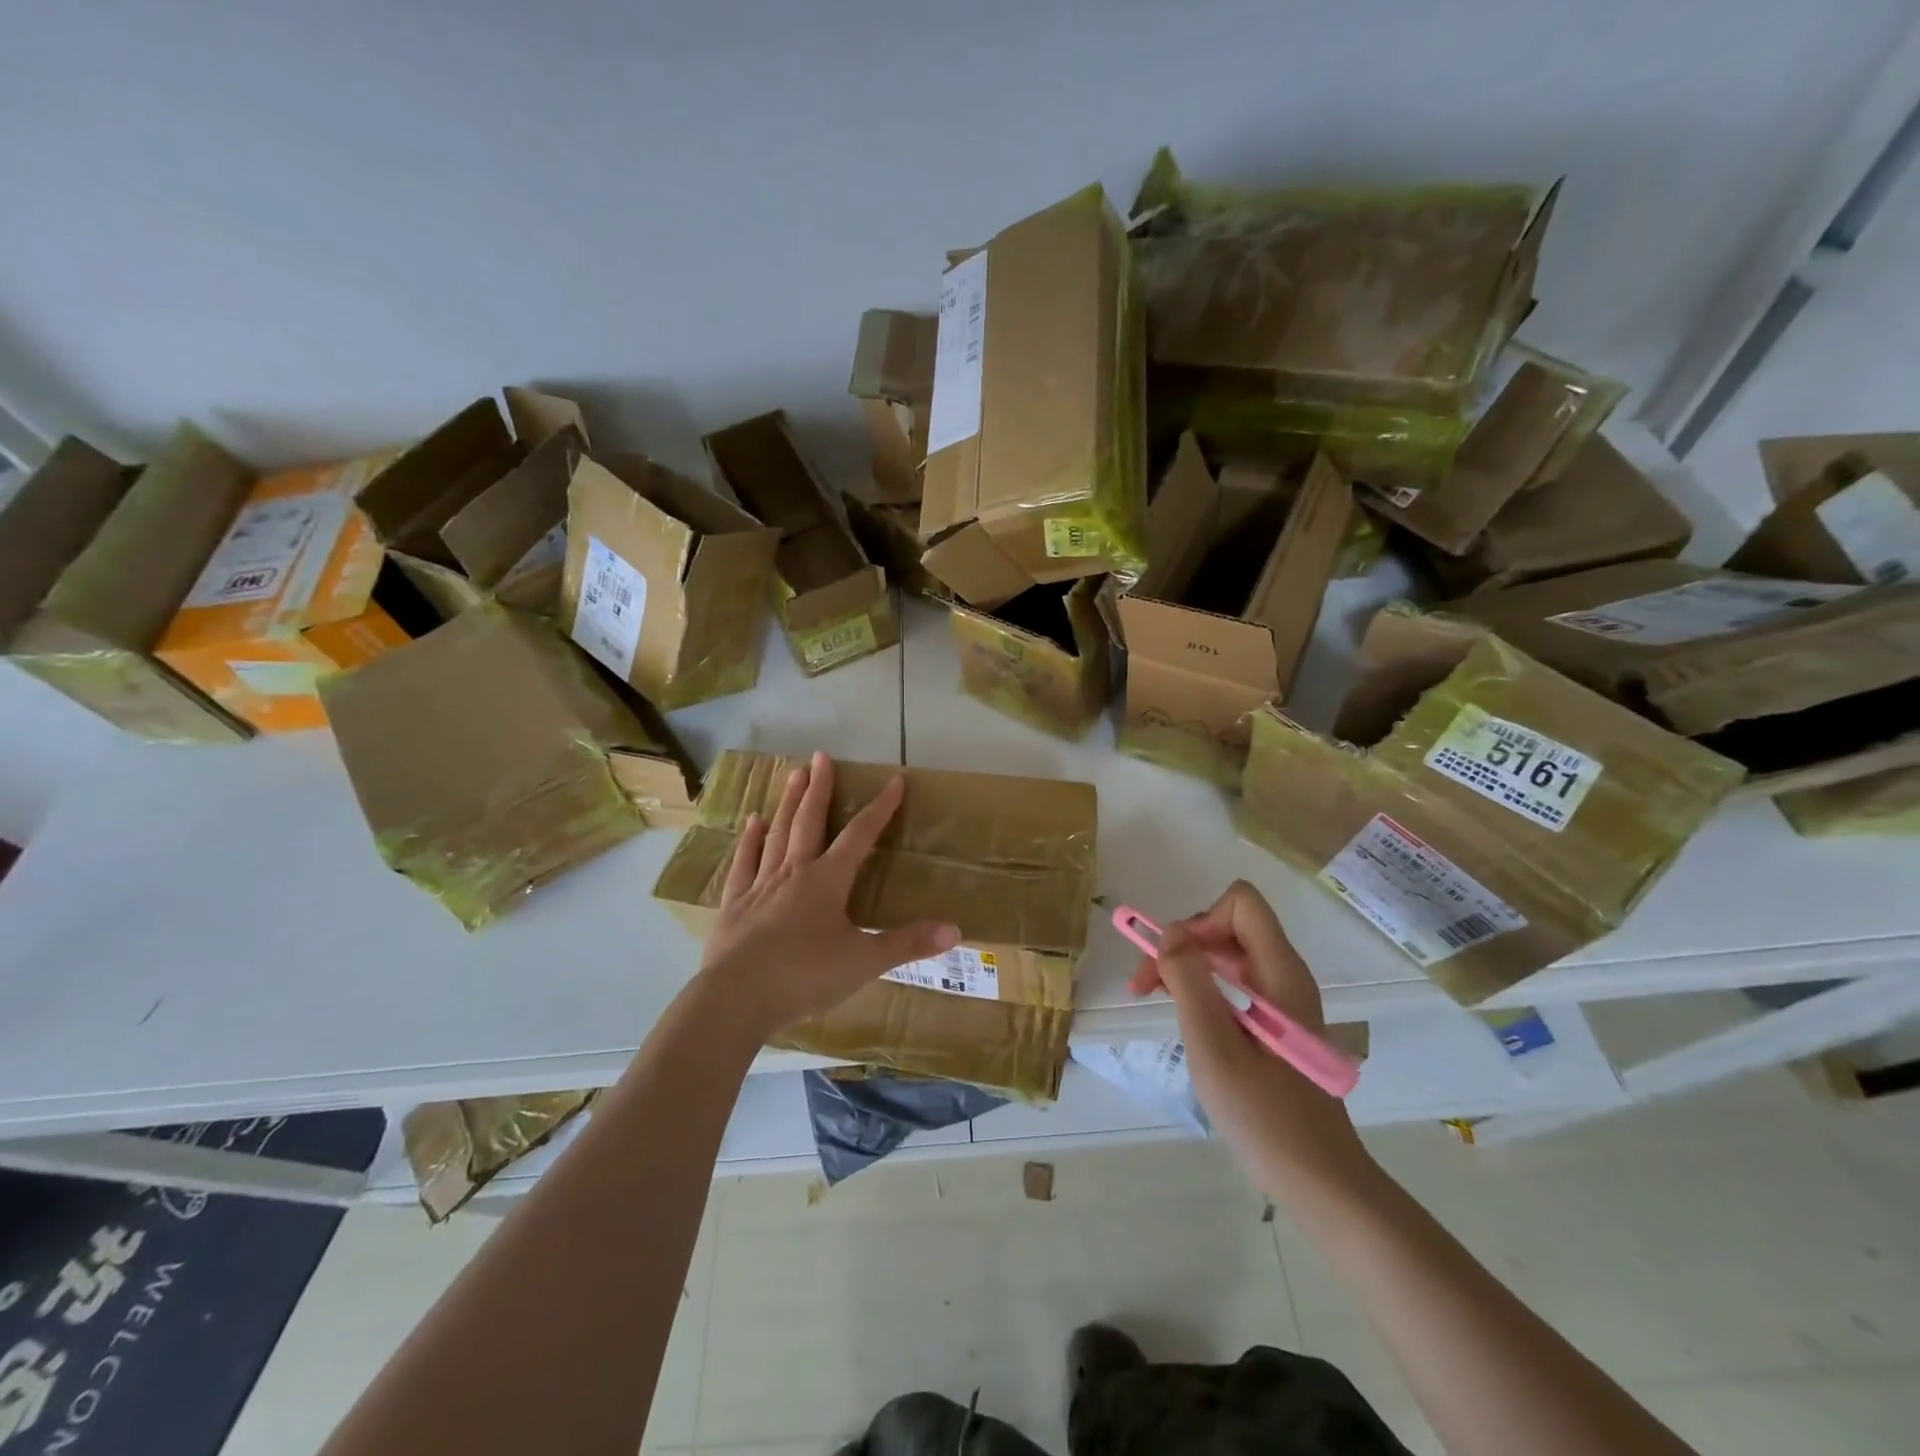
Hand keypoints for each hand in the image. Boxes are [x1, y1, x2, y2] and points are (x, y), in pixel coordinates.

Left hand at [698, 751, 960, 1032]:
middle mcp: (794, 872)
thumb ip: (908, 943)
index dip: (880, 808)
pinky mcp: (734, 905)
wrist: (737, 998)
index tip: (894, 781)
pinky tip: (751, 823)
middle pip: (809, 821)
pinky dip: (749, 842)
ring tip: (792, 775)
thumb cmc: (805, 976)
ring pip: (777, 835)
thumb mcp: (865, 961)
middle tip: (820, 756)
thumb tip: (956, 929)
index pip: (860, 836)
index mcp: (828, 881)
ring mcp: (761, 886)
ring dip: (787, 804)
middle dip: (819, 788)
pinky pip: (744, 864)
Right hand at [1128, 880, 1373, 1195]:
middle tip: (1145, 986)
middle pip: (1228, 925)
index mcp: (1279, 972)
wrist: (1319, 1182)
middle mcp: (1284, 975)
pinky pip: (1233, 983)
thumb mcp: (1213, 1045)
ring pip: (1227, 954)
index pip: (1241, 903)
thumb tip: (1170, 933)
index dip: (1199, 921)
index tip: (1171, 962)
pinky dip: (1201, 989)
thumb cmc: (1264, 1115)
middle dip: (1182, 944)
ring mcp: (1282, 999)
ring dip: (1186, 967)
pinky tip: (1185, 1020)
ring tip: (1154, 999)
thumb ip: (1189, 981)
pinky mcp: (1275, 1023)